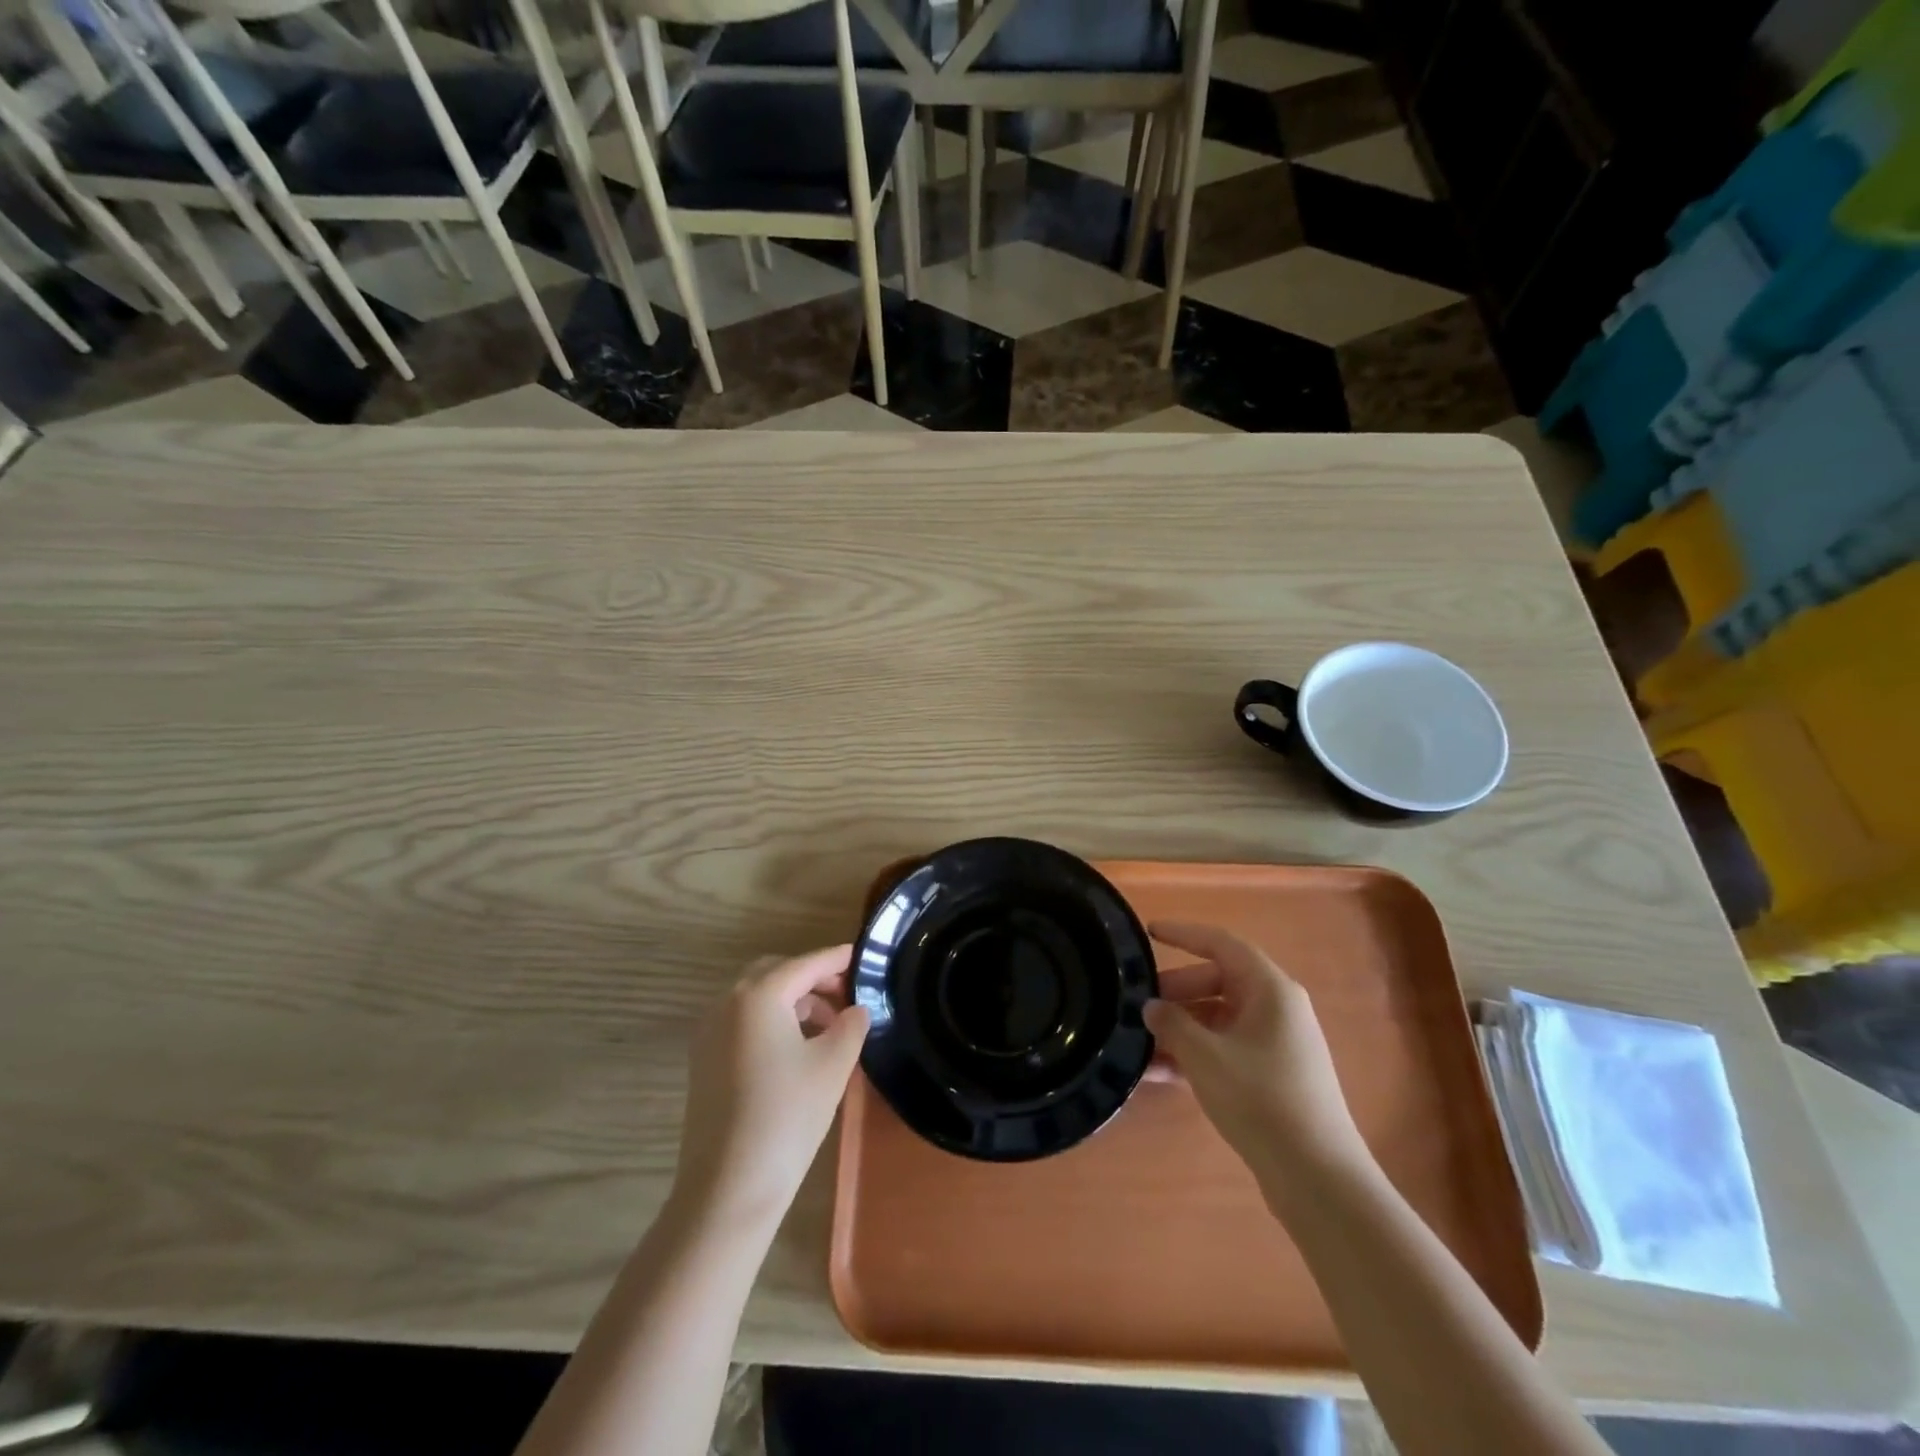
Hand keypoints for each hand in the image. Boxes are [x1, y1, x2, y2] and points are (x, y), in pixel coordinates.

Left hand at [672, 945, 870, 1234]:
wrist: (728, 1189)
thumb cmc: (787, 1117)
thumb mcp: (833, 1065)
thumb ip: (851, 1025)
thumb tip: (855, 1010)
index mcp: (759, 995)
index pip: (806, 964)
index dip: (837, 959)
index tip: (863, 957)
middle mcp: (727, 1003)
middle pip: (776, 973)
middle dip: (812, 977)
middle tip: (846, 994)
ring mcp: (709, 1032)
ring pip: (757, 997)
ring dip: (792, 1000)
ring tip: (828, 1026)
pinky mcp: (704, 1060)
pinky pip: (742, 1021)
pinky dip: (771, 1020)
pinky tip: (797, 1048)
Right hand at [1144, 921, 1371, 1195]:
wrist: (1317, 1177)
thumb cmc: (1261, 1099)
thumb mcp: (1205, 1056)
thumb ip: (1172, 1023)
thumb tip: (1152, 1007)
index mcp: (1270, 989)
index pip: (1221, 943)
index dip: (1184, 934)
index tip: (1149, 932)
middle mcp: (1276, 1008)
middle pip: (1218, 981)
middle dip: (1176, 991)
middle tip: (1139, 1004)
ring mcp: (1275, 1044)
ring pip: (1218, 1019)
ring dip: (1180, 1027)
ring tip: (1139, 1042)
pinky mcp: (1271, 1076)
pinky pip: (1224, 1049)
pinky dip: (1194, 1055)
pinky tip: (1157, 1074)